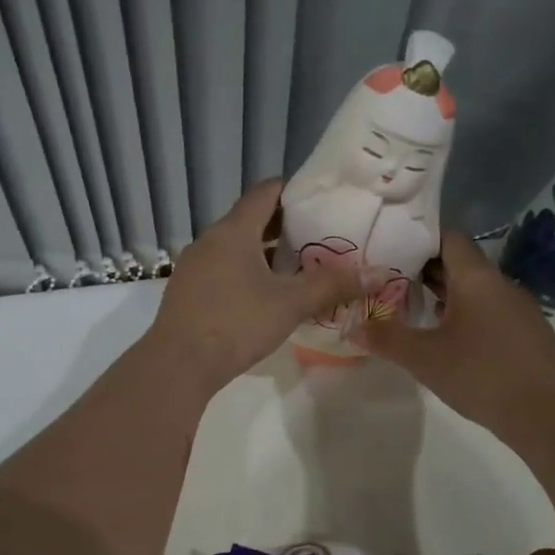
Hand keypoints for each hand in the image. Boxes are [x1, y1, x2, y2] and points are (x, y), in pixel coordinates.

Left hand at [146, 179, 365, 392]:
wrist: (178, 364)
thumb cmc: (236, 323)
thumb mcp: (290, 304)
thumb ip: (332, 285)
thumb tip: (377, 273)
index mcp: (234, 231)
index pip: (266, 192)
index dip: (295, 190)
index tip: (322, 199)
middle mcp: (210, 240)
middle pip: (251, 220)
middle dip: (285, 226)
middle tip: (320, 237)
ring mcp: (194, 267)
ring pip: (236, 248)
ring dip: (265, 253)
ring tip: (299, 268)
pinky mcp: (187, 292)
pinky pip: (223, 270)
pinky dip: (247, 273)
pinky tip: (265, 296)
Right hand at [358, 230, 554, 437]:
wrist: (548, 414)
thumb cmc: (481, 375)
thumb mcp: (424, 358)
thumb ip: (386, 338)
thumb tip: (351, 325)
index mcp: (477, 278)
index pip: (448, 238)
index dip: (418, 239)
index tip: (388, 249)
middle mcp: (500, 285)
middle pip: (460, 264)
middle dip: (424, 270)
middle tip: (388, 281)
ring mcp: (518, 309)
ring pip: (475, 290)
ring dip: (444, 296)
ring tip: (410, 310)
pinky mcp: (526, 334)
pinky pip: (489, 312)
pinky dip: (464, 316)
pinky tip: (447, 340)